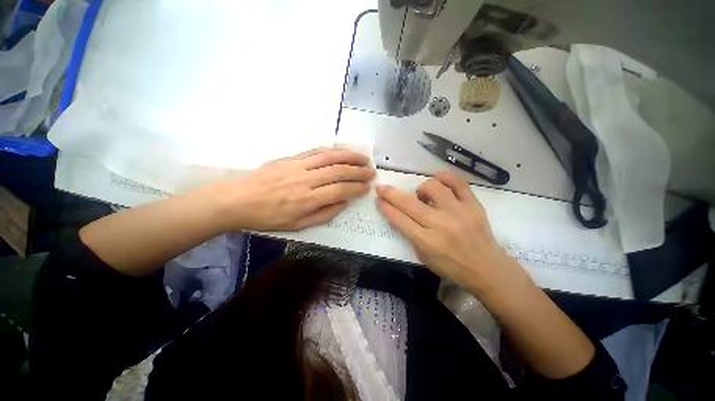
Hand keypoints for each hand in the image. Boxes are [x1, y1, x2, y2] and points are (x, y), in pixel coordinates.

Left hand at [211, 147, 374, 231]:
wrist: (237, 200)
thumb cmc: (268, 217)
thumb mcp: (298, 225)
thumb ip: (324, 214)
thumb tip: (343, 203)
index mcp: (307, 199)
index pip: (340, 190)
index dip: (356, 188)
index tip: (367, 187)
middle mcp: (305, 179)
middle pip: (338, 171)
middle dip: (358, 170)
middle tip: (371, 171)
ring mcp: (298, 165)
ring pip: (330, 156)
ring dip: (349, 156)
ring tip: (363, 157)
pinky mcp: (291, 158)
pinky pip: (316, 151)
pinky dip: (332, 150)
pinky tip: (342, 151)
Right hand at [376, 172, 526, 293]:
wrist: (487, 268)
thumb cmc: (451, 266)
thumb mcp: (423, 257)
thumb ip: (410, 235)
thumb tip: (400, 214)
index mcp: (426, 241)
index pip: (399, 219)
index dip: (385, 207)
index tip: (378, 199)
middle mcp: (440, 225)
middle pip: (409, 203)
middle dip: (390, 194)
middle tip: (382, 188)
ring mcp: (459, 212)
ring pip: (433, 188)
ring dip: (421, 189)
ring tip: (423, 196)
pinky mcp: (473, 205)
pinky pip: (458, 182)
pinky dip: (445, 177)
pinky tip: (439, 180)